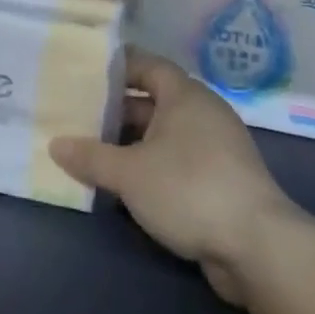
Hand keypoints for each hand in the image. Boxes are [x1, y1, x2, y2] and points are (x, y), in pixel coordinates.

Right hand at [51, 50, 293, 305]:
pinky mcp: (222, 181)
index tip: (84, 72)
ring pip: (164, 134)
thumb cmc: (189, 189)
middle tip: (79, 116)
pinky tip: (126, 185)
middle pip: (153, 100)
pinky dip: (152, 166)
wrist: (259, 249)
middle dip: (116, 110)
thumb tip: (55, 144)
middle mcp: (203, 113)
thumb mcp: (129, 173)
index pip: (146, 64)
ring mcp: (217, 148)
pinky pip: (178, 161)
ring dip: (132, 143)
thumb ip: (90, 156)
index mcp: (185, 95)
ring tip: (94, 152)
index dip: (117, 66)